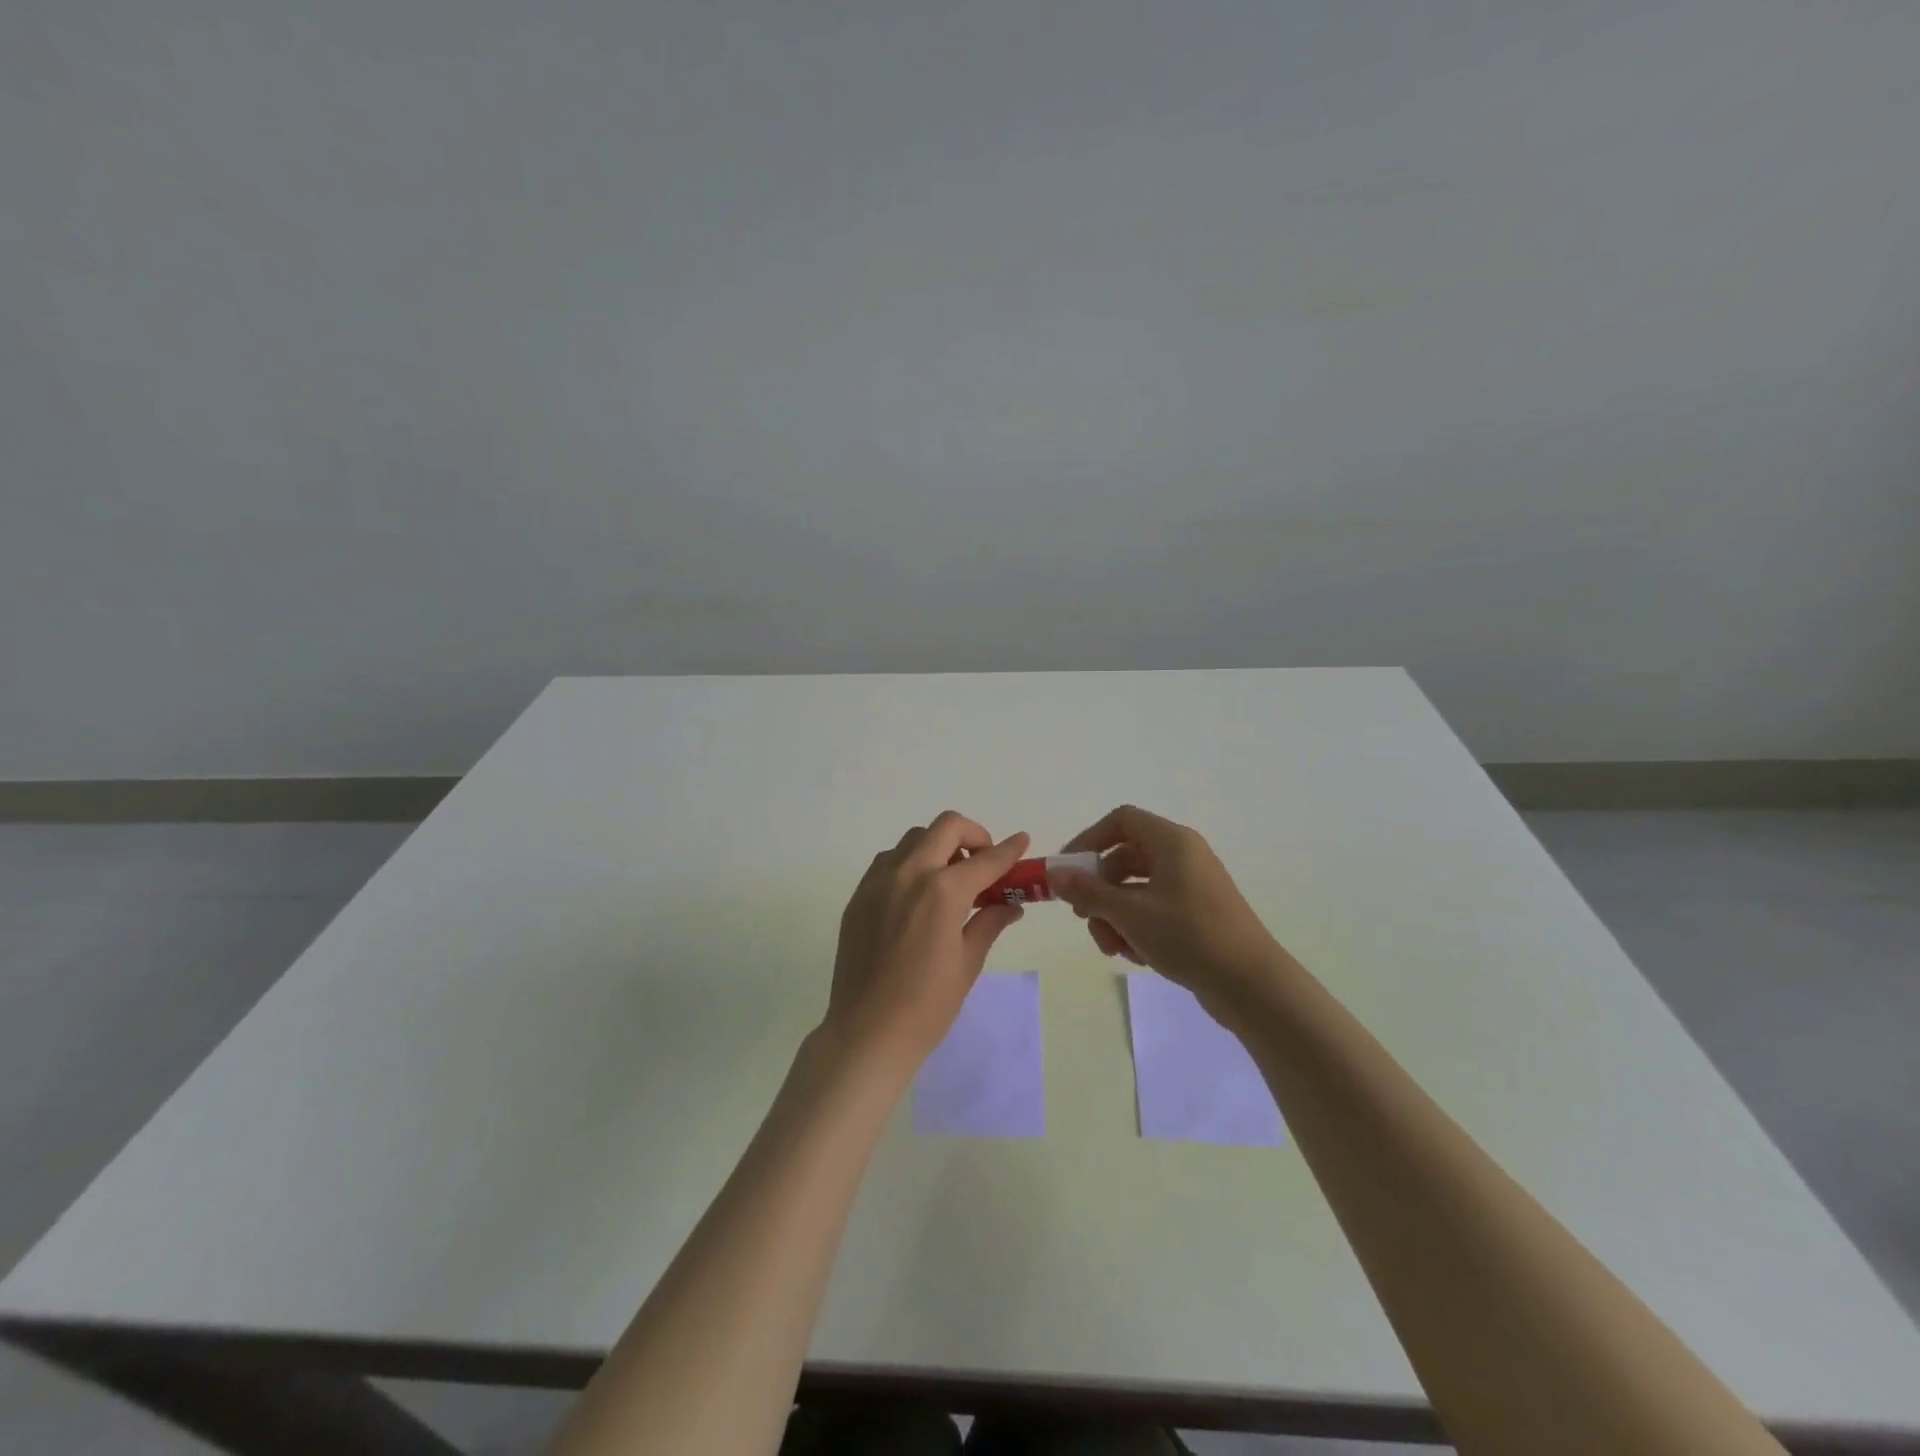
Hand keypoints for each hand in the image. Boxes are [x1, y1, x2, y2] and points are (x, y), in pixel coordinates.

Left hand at [823, 811, 1029, 1071]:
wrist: (867, 1033)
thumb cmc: (927, 1006)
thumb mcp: (968, 963)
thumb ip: (989, 922)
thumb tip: (1010, 906)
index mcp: (942, 892)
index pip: (985, 860)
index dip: (1009, 850)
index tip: (1022, 841)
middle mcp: (908, 874)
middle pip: (946, 827)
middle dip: (973, 836)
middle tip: (983, 863)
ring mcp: (878, 881)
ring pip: (914, 839)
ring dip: (938, 846)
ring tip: (950, 880)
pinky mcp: (859, 895)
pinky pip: (889, 860)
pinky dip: (910, 862)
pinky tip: (918, 894)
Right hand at [1050, 805, 1285, 1008]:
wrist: (1250, 984)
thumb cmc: (1188, 935)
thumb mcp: (1129, 913)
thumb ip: (1088, 891)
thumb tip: (1056, 875)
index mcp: (1171, 842)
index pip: (1121, 820)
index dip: (1089, 839)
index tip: (1069, 870)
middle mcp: (1182, 856)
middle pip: (1125, 858)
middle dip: (1099, 891)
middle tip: (1084, 917)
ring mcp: (1191, 886)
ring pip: (1136, 889)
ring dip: (1115, 916)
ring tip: (1114, 948)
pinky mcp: (1197, 914)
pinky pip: (1154, 909)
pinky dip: (1137, 928)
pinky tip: (1137, 956)